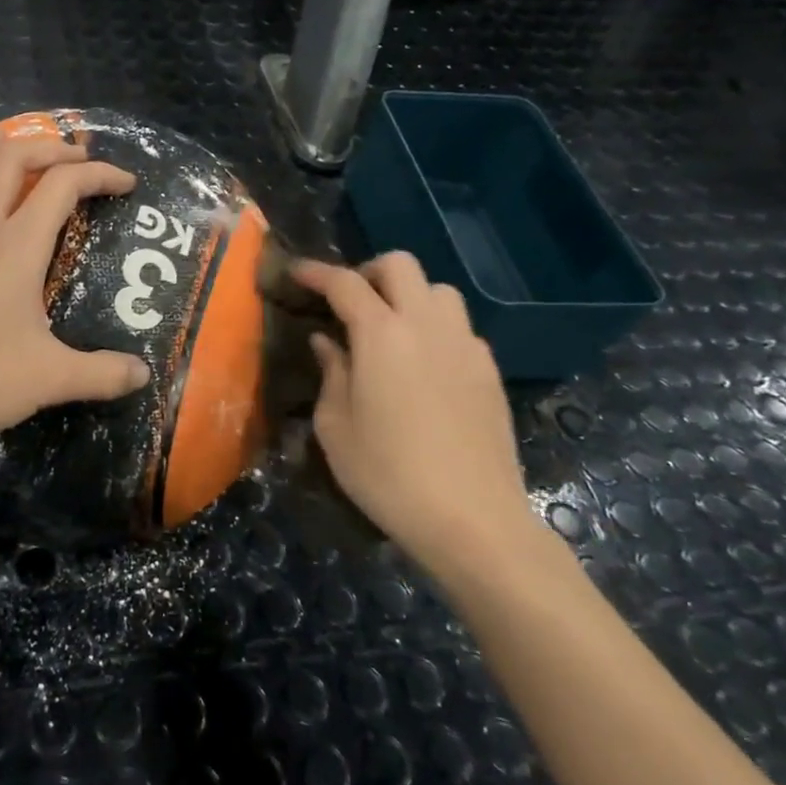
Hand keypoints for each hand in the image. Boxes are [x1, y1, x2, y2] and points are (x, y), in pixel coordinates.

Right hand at [295, 253, 537, 578]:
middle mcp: (427, 326)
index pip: (345, 283)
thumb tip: (328, 342)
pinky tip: (423, 365)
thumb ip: (331, 373)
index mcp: (382, 336)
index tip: (295, 272)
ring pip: (438, 290)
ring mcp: (465, 345)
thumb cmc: (387, 474)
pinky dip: (435, 328)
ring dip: (408, 296)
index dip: (316, 272)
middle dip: (368, 271)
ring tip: (389, 329)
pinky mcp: (489, 371)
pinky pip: (459, 327)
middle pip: (401, 266)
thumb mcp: (335, 427)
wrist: (472, 518)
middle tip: (348, 301)